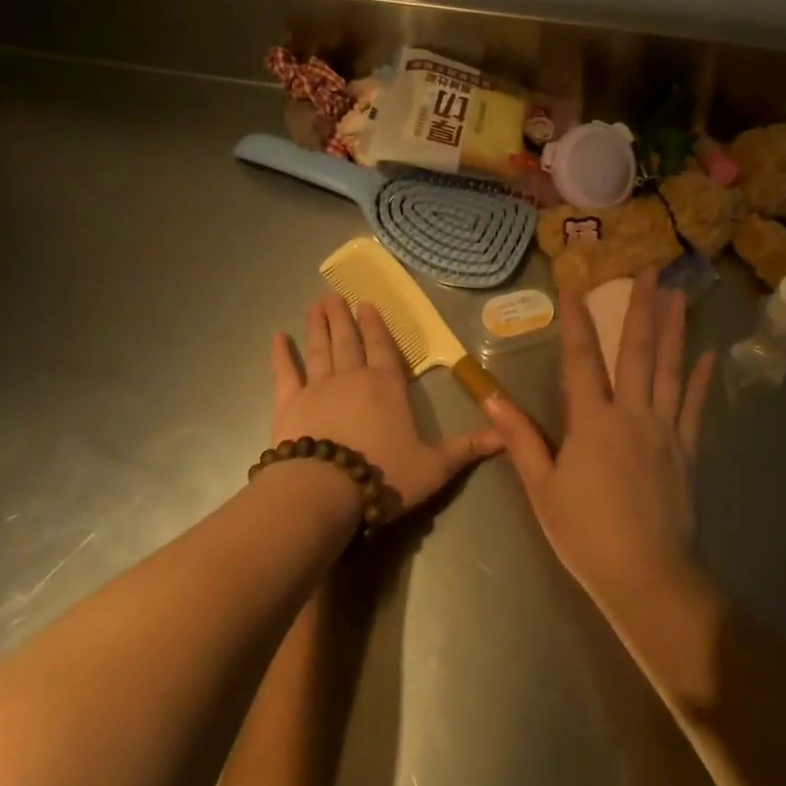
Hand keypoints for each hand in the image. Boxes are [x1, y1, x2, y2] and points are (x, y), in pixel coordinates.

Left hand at [270, 295, 502, 513]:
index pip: (382, 348)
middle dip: (343, 317)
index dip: (376, 326)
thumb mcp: (434, 466)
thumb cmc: (383, 475)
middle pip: (348, 341)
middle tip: (334, 295)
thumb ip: (467, 448)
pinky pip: (284, 373)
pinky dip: (281, 355)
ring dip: (318, 326)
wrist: (325, 490)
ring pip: (319, 349)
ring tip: (315, 304)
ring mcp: (318, 388)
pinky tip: (277, 337)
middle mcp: (352, 377)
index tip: (366, 304)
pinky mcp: (289, 404)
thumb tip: (507, 436)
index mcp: (387, 386)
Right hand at [489, 269, 714, 620]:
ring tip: (677, 294)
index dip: (577, 320)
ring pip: (671, 370)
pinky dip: (702, 380)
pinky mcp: (687, 451)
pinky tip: (709, 355)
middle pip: (637, 352)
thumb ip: (520, 440)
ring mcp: (665, 430)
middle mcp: (632, 414)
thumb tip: (491, 400)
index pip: (582, 359)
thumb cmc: (586, 534)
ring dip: (674, 329)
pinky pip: (696, 407)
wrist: (647, 577)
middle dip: (642, 308)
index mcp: (592, 422)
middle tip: (650, 269)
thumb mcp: (542, 489)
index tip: (576, 285)